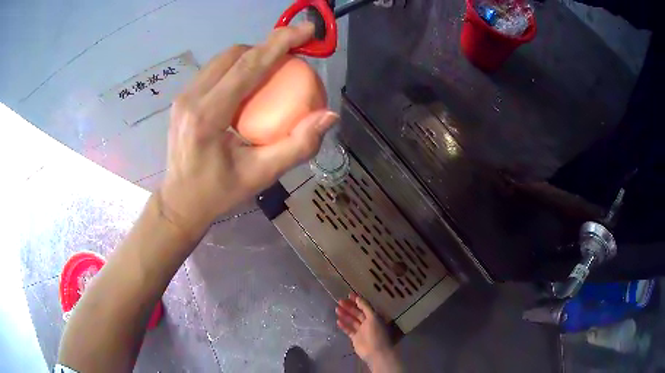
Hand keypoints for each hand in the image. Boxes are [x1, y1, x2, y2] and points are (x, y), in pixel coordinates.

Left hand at [160, 22, 337, 235]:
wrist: (180, 202)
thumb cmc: (219, 193)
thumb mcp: (262, 175)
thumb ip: (298, 146)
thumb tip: (329, 116)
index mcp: (207, 116)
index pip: (248, 66)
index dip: (280, 43)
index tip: (306, 29)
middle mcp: (191, 98)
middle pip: (235, 55)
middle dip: (268, 47)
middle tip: (293, 56)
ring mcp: (183, 96)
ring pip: (223, 59)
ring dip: (252, 56)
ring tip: (274, 69)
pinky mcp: (182, 99)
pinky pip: (214, 70)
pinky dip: (237, 67)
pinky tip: (249, 84)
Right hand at [336, 293, 392, 363]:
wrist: (376, 351)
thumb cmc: (377, 333)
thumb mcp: (373, 317)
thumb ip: (366, 307)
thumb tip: (358, 298)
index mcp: (375, 317)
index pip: (365, 306)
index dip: (358, 300)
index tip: (349, 295)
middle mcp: (368, 322)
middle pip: (357, 313)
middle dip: (349, 307)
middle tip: (339, 301)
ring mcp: (362, 330)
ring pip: (352, 320)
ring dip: (345, 314)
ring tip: (336, 309)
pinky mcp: (356, 338)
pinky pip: (349, 330)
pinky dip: (344, 325)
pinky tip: (338, 321)